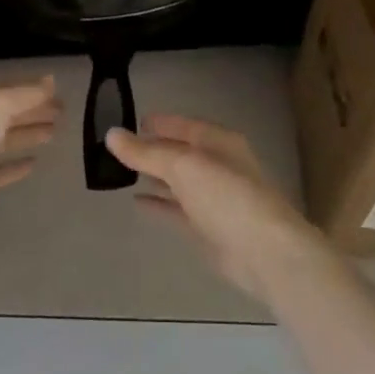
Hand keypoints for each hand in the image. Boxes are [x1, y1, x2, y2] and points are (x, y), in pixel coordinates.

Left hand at [0, 76, 61, 216]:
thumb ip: (25, 94)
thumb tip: (51, 80)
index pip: (5, 88)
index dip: (31, 89)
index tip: (58, 91)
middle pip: (6, 113)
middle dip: (33, 110)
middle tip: (63, 112)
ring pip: (4, 140)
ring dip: (28, 134)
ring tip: (55, 132)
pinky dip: (15, 166)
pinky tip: (35, 163)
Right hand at [107, 115, 329, 301]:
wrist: (263, 252)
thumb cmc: (226, 196)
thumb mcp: (183, 167)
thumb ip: (146, 152)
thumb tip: (112, 134)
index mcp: (219, 142)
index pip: (185, 126)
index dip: (160, 123)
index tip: (133, 122)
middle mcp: (218, 166)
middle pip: (181, 152)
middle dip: (154, 149)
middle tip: (121, 148)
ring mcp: (214, 198)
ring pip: (178, 181)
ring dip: (155, 175)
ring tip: (123, 171)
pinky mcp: (208, 227)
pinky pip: (177, 208)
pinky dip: (159, 203)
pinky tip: (138, 201)